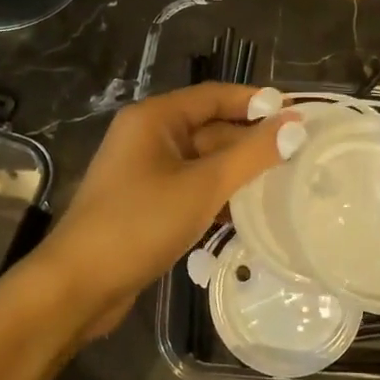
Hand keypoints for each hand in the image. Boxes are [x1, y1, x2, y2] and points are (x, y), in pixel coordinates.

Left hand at [34, 83, 291, 341]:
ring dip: (236, 170)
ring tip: (284, 182)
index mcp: (155, 118)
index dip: (257, 102)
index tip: (298, 115)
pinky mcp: (144, 203)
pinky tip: (246, 212)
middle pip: (209, 127)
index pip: (214, 95)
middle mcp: (147, 136)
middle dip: (250, 139)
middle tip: (300, 153)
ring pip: (201, 160)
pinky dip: (216, 194)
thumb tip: (295, 124)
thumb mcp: (203, 186)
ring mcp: (143, 171)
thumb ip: (251, 154)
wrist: (79, 283)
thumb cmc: (140, 223)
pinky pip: (189, 187)